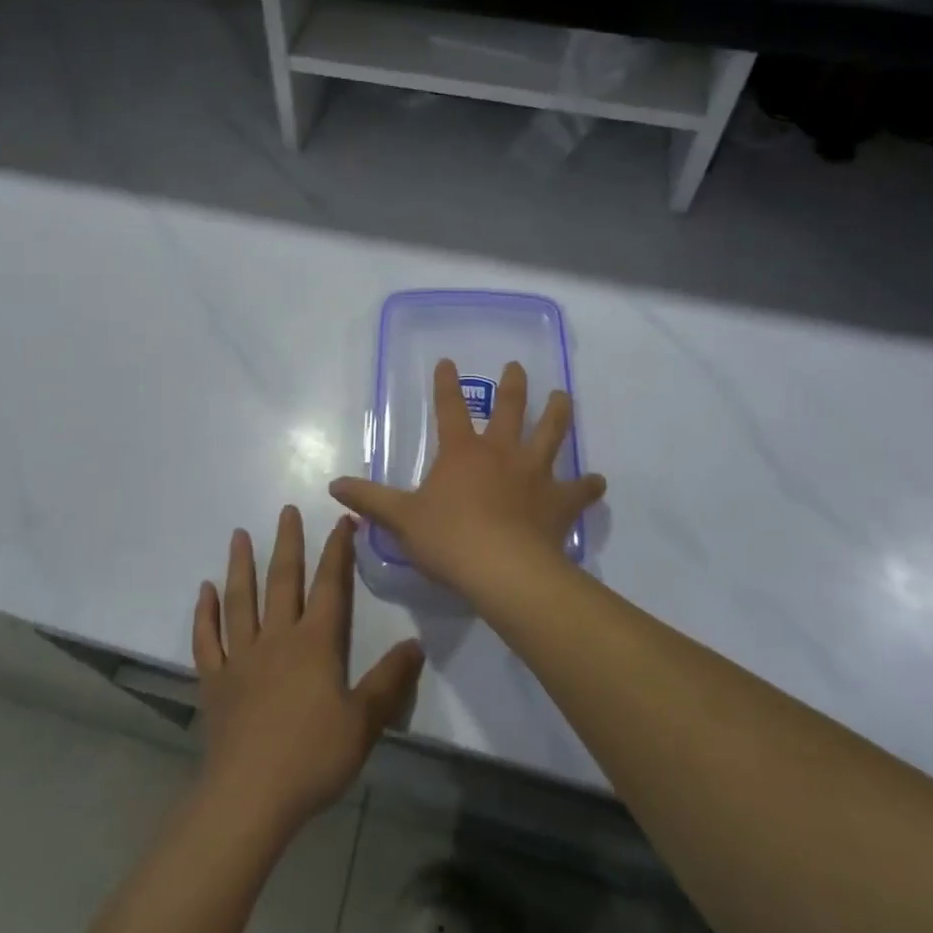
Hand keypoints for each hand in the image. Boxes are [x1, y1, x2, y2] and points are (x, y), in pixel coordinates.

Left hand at [193, 506, 423, 835]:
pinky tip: (204, 591)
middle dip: (288, 543)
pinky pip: (207, 640)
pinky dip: (204, 614)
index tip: (343, 520)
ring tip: (239, 535)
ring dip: (240, 565)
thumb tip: (416, 644)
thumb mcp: (364, 722)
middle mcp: (277, 638)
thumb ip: (390, 682)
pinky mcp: (215, 681)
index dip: (338, 551)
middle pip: (282, 580)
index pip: (330, 585)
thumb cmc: (312, 757)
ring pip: (241, 600)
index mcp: (315, 643)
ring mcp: (241, 657)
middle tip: (286, 509)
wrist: (249, 797)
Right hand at [329, 359, 606, 596]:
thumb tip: (333, 486)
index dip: (446, 384)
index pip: (450, 408)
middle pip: (509, 410)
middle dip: (512, 386)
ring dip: (557, 415)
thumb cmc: (448, 539)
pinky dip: (588, 486)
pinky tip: (598, 481)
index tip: (448, 362)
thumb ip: (370, 499)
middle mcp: (501, 453)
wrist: (502, 570)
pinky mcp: (559, 502)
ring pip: (550, 435)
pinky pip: (578, 490)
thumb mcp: (401, 519)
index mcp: (462, 452)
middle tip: (517, 367)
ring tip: (564, 397)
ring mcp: (534, 474)